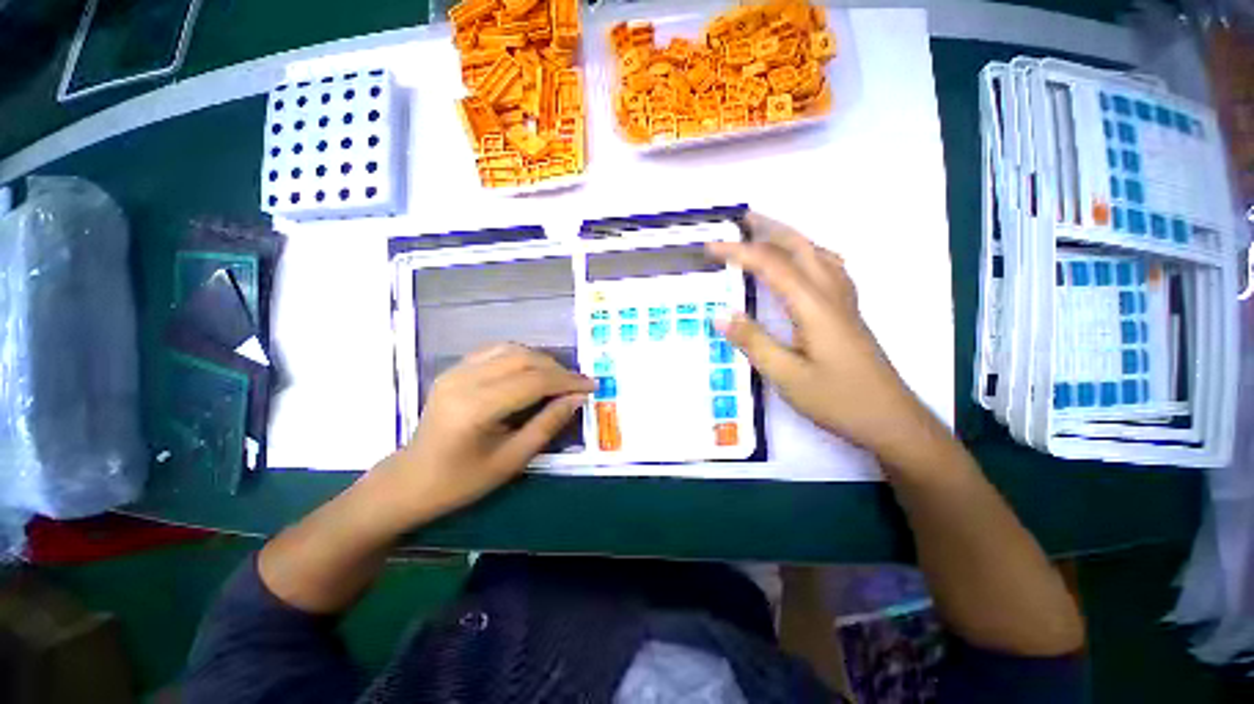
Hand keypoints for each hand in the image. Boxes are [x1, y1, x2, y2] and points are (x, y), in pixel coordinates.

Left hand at [368, 344, 592, 524]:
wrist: (410, 481)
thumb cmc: (461, 481)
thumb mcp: (512, 460)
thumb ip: (547, 425)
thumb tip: (577, 399)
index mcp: (476, 407)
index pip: (534, 381)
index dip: (567, 381)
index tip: (592, 385)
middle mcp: (464, 379)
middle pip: (523, 359)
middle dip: (558, 369)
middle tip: (578, 384)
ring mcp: (456, 371)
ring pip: (511, 349)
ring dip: (541, 360)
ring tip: (559, 378)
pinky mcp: (453, 369)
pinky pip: (495, 351)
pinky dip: (521, 356)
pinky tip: (532, 371)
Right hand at [706, 213, 918, 454]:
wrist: (890, 420)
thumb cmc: (837, 399)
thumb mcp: (786, 376)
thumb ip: (753, 342)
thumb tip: (719, 313)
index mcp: (813, 306)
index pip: (771, 265)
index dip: (739, 252)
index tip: (711, 246)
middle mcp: (831, 293)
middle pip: (800, 246)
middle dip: (769, 228)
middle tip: (742, 220)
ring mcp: (844, 301)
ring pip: (818, 253)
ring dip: (790, 237)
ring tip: (767, 233)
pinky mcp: (848, 312)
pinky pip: (829, 268)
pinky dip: (810, 254)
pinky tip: (804, 263)